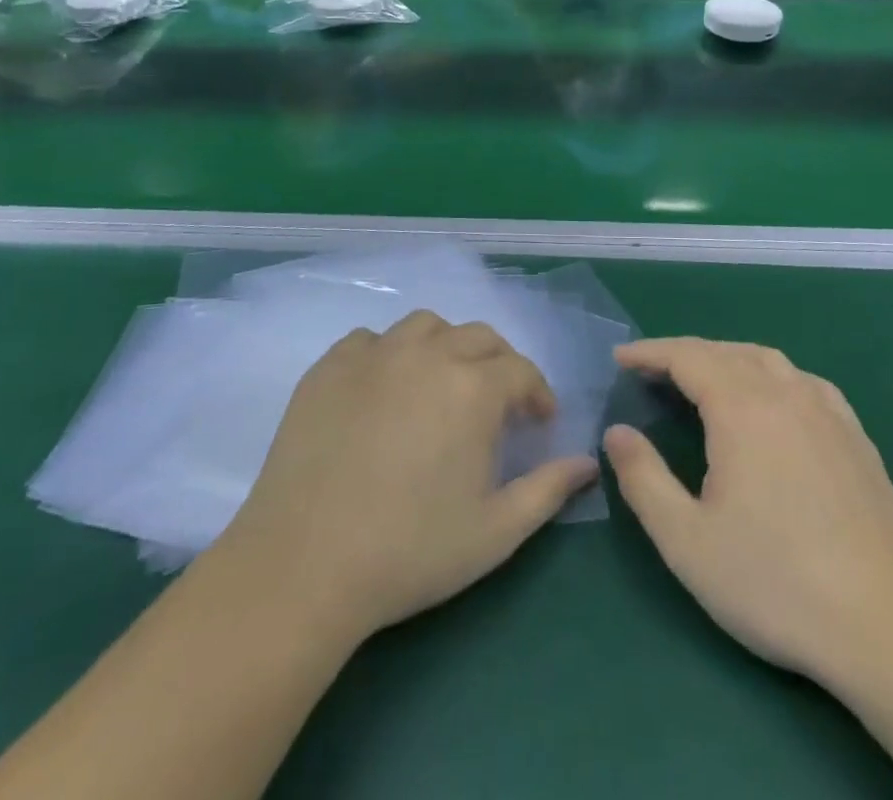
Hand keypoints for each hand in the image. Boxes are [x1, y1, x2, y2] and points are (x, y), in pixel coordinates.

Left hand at [223, 311, 597, 641]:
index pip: (521, 371)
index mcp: (474, 387)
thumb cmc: (410, 551)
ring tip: (440, 386)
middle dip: (499, 364)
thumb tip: (589, 463)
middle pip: (478, 337)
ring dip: (445, 347)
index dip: (537, 394)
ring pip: (426, 326)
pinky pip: (370, 341)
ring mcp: (374, 354)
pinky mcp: (329, 366)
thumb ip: (549, 490)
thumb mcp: (495, 532)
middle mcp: (428, 354)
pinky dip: (389, 355)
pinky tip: (384, 390)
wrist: (303, 565)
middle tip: (496, 404)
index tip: (539, 422)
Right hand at [603, 338, 892, 689]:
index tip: (620, 358)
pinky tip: (771, 399)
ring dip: (726, 358)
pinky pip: (804, 380)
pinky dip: (771, 374)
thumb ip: (643, 479)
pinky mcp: (855, 435)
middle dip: (683, 353)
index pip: (687, 356)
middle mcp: (785, 393)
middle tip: (652, 370)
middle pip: (725, 351)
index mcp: (742, 408)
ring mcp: (827, 411)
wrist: (884, 625)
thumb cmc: (774, 582)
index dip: (650, 352)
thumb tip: (616, 432)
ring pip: (767, 359)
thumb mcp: (686, 541)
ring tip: (703, 378)